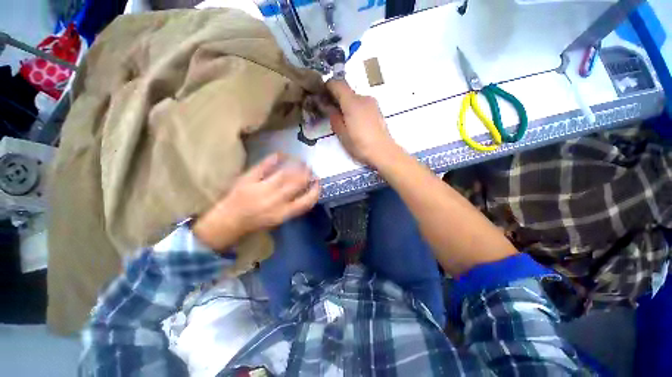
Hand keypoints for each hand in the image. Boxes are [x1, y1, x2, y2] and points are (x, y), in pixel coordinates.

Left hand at [192, 154, 319, 250]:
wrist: (228, 222)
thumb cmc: (256, 224)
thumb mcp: (278, 220)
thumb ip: (292, 208)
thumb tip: (304, 193)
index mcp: (283, 213)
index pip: (306, 201)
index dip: (315, 191)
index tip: (318, 183)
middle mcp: (275, 201)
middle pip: (297, 184)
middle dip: (307, 175)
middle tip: (310, 169)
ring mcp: (261, 188)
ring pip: (284, 174)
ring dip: (296, 166)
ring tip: (301, 161)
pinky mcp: (248, 180)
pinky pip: (264, 166)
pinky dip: (273, 159)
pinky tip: (281, 154)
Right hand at [326, 79, 398, 165]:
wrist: (383, 152)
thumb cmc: (360, 145)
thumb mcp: (342, 134)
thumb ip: (333, 116)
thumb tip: (326, 105)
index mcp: (352, 102)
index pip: (337, 84)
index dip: (327, 86)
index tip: (321, 96)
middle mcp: (363, 98)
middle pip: (346, 91)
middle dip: (336, 98)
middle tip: (329, 111)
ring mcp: (372, 103)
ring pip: (354, 98)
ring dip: (346, 104)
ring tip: (343, 120)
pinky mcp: (377, 110)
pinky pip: (362, 104)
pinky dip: (354, 108)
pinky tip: (354, 123)